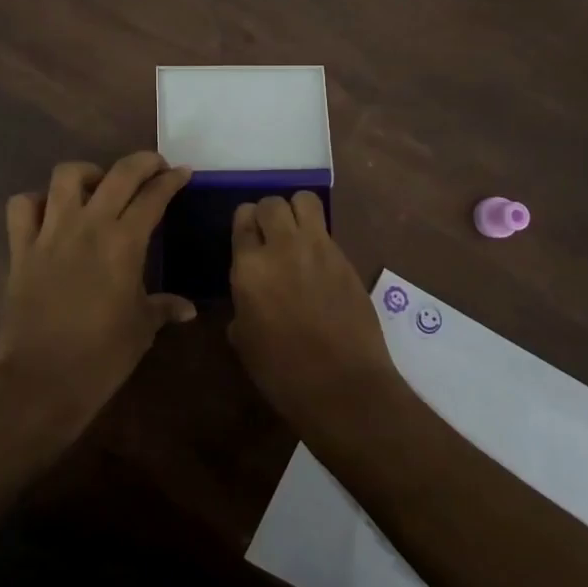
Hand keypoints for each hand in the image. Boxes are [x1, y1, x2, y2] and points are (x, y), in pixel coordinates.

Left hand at [0, 152, 193, 439]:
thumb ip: (164, 308)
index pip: (153, 196)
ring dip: (87, 173)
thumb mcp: (142, 329)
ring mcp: (50, 233)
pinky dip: (36, 202)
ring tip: (98, 186)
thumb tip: (188, 308)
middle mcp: (88, 226)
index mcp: (124, 243)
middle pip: (118, 173)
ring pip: (66, 176)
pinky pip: (22, 206)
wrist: (41, 382)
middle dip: (142, 162)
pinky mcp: (20, 248)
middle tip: (154, 167)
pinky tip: (50, 214)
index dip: (171, 180)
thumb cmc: (101, 357)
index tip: (182, 173)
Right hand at [227, 192, 406, 431]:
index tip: (248, 239)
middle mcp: (282, 248)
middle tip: (270, 236)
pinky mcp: (345, 258)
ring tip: (296, 234)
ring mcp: (318, 249)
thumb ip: (242, 303)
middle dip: (268, 214)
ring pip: (305, 200)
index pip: (242, 218)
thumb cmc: (283, 373)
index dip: (245, 225)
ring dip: (296, 211)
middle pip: (272, 203)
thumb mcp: (245, 340)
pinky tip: (317, 261)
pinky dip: (318, 236)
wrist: (343, 386)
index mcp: (249, 268)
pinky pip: (327, 229)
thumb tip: (248, 296)